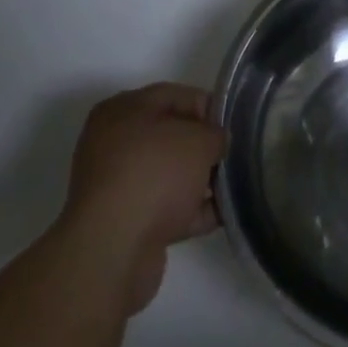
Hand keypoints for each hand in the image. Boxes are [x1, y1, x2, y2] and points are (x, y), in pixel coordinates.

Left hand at [62, 83, 225, 312]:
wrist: (114, 251)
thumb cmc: (154, 175)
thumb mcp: (198, 140)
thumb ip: (215, 133)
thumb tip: (217, 141)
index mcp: (122, 110)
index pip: (173, 95)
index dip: (207, 106)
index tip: (232, 123)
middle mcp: (114, 143)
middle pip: (170, 135)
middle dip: (203, 145)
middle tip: (233, 154)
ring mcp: (117, 185)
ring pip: (168, 174)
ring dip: (199, 180)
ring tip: (234, 185)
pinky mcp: (125, 223)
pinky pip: (166, 207)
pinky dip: (191, 210)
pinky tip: (223, 214)